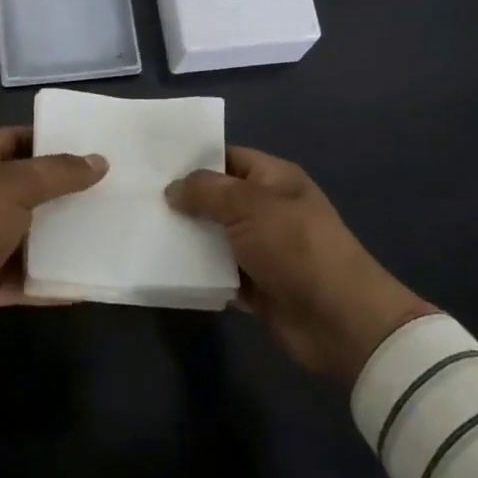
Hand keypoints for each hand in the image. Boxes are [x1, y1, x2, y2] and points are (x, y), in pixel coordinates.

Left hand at [0, 127, 107, 360]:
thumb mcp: (14, 186)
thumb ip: (57, 172)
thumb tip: (100, 161)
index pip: (15, 138)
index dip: (49, 139)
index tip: (90, 146)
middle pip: (27, 187)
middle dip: (64, 189)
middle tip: (109, 189)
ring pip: (29, 233)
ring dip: (62, 235)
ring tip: (107, 230)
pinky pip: (27, 276)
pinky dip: (52, 278)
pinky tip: (88, 279)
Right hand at [167, 147, 434, 383]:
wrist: (340, 320)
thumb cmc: (296, 247)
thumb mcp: (250, 206)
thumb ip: (207, 192)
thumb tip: (172, 188)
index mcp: (273, 179)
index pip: (227, 157)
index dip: (192, 159)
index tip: (152, 164)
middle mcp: (267, 209)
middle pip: (217, 198)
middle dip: (182, 201)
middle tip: (137, 199)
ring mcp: (262, 249)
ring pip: (214, 237)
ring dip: (187, 239)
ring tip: (142, 232)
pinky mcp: (256, 285)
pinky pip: (218, 272)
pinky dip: (198, 273)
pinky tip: (163, 268)